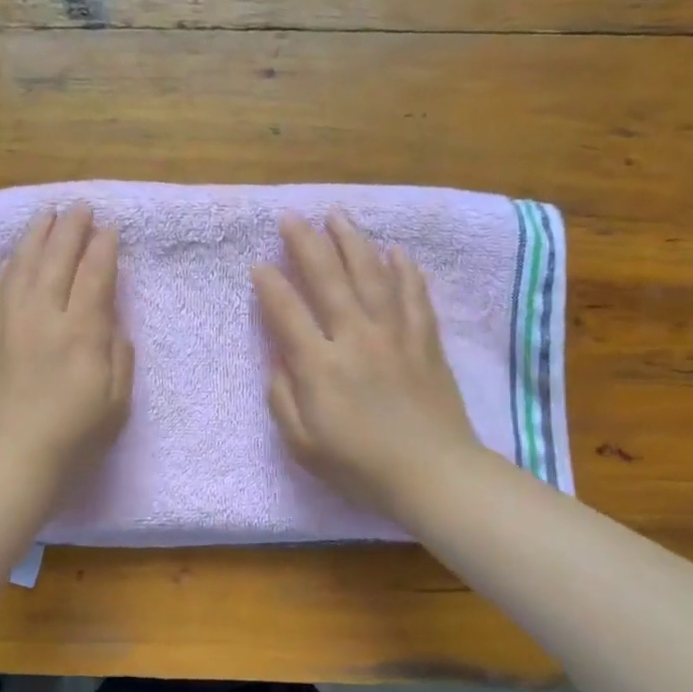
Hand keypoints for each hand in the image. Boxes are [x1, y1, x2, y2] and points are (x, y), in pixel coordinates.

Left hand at [0, 205, 133, 498]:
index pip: (94, 275)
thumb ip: (117, 354)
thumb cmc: (73, 437)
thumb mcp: (116, 401)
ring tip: (45, 217)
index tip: (109, 228)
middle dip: (70, 229)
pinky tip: (9, 259)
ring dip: (35, 237)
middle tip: (79, 206)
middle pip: (55, 260)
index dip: (103, 248)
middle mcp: (42, 317)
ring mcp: (6, 324)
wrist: (9, 461)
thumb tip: (110, 322)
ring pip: (20, 267)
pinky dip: (4, 269)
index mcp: (81, 332)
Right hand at [252, 212, 479, 517]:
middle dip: (306, 244)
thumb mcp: (303, 445)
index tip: (259, 265)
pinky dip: (405, 270)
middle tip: (291, 217)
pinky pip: (414, 295)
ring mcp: (395, 335)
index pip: (288, 312)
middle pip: (328, 279)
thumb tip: (279, 359)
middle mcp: (356, 338)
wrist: (433, 474)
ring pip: (372, 275)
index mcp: (320, 366)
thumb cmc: (360, 466)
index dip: (270, 285)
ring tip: (337, 216)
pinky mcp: (425, 341)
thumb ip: (283, 398)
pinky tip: (396, 251)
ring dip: (352, 242)